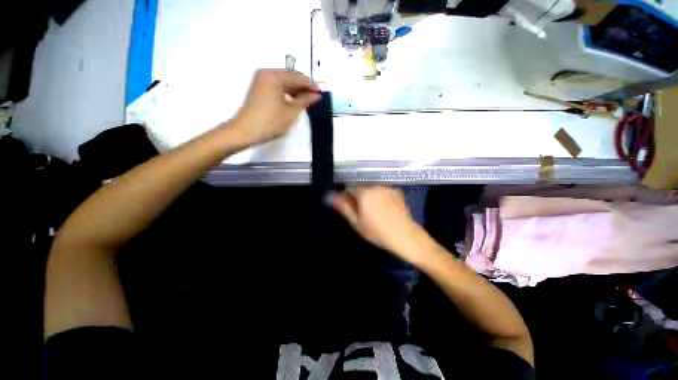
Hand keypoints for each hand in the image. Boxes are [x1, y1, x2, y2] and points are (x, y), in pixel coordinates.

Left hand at [232, 69, 320, 145]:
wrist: (245, 131)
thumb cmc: (270, 122)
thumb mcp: (291, 112)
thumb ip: (305, 101)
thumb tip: (316, 95)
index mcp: (274, 76)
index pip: (298, 77)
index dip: (311, 85)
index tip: (321, 93)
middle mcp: (267, 73)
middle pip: (290, 76)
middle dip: (304, 86)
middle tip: (315, 97)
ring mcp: (261, 80)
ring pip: (284, 81)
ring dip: (296, 89)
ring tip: (307, 100)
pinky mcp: (259, 88)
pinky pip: (277, 86)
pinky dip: (287, 92)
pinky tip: (294, 100)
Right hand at [330, 187, 433, 265]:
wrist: (405, 235)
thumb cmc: (377, 231)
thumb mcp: (356, 222)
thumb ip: (342, 206)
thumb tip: (328, 195)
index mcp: (364, 191)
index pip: (348, 188)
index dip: (347, 199)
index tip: (351, 210)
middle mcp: (375, 185)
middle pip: (360, 187)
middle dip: (358, 197)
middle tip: (362, 212)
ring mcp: (387, 187)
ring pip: (371, 188)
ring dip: (368, 196)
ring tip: (374, 211)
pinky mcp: (396, 190)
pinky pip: (382, 190)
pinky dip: (379, 196)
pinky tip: (384, 208)